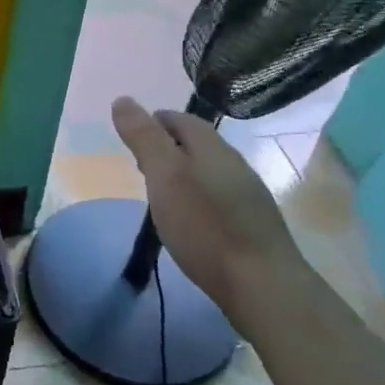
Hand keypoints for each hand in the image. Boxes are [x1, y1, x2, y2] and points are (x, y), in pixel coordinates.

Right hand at [111, 96, 310, 321]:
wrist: (262, 284)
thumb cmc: (205, 226)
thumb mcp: (164, 176)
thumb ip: (144, 138)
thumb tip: (123, 99)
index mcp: (212, 148)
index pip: (180, 119)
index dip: (153, 121)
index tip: (132, 137)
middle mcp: (235, 164)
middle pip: (197, 144)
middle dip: (168, 147)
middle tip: (141, 165)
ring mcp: (249, 195)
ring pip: (209, 171)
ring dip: (184, 174)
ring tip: (162, 193)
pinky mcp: (253, 225)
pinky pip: (220, 197)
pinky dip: (199, 198)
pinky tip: (192, 220)